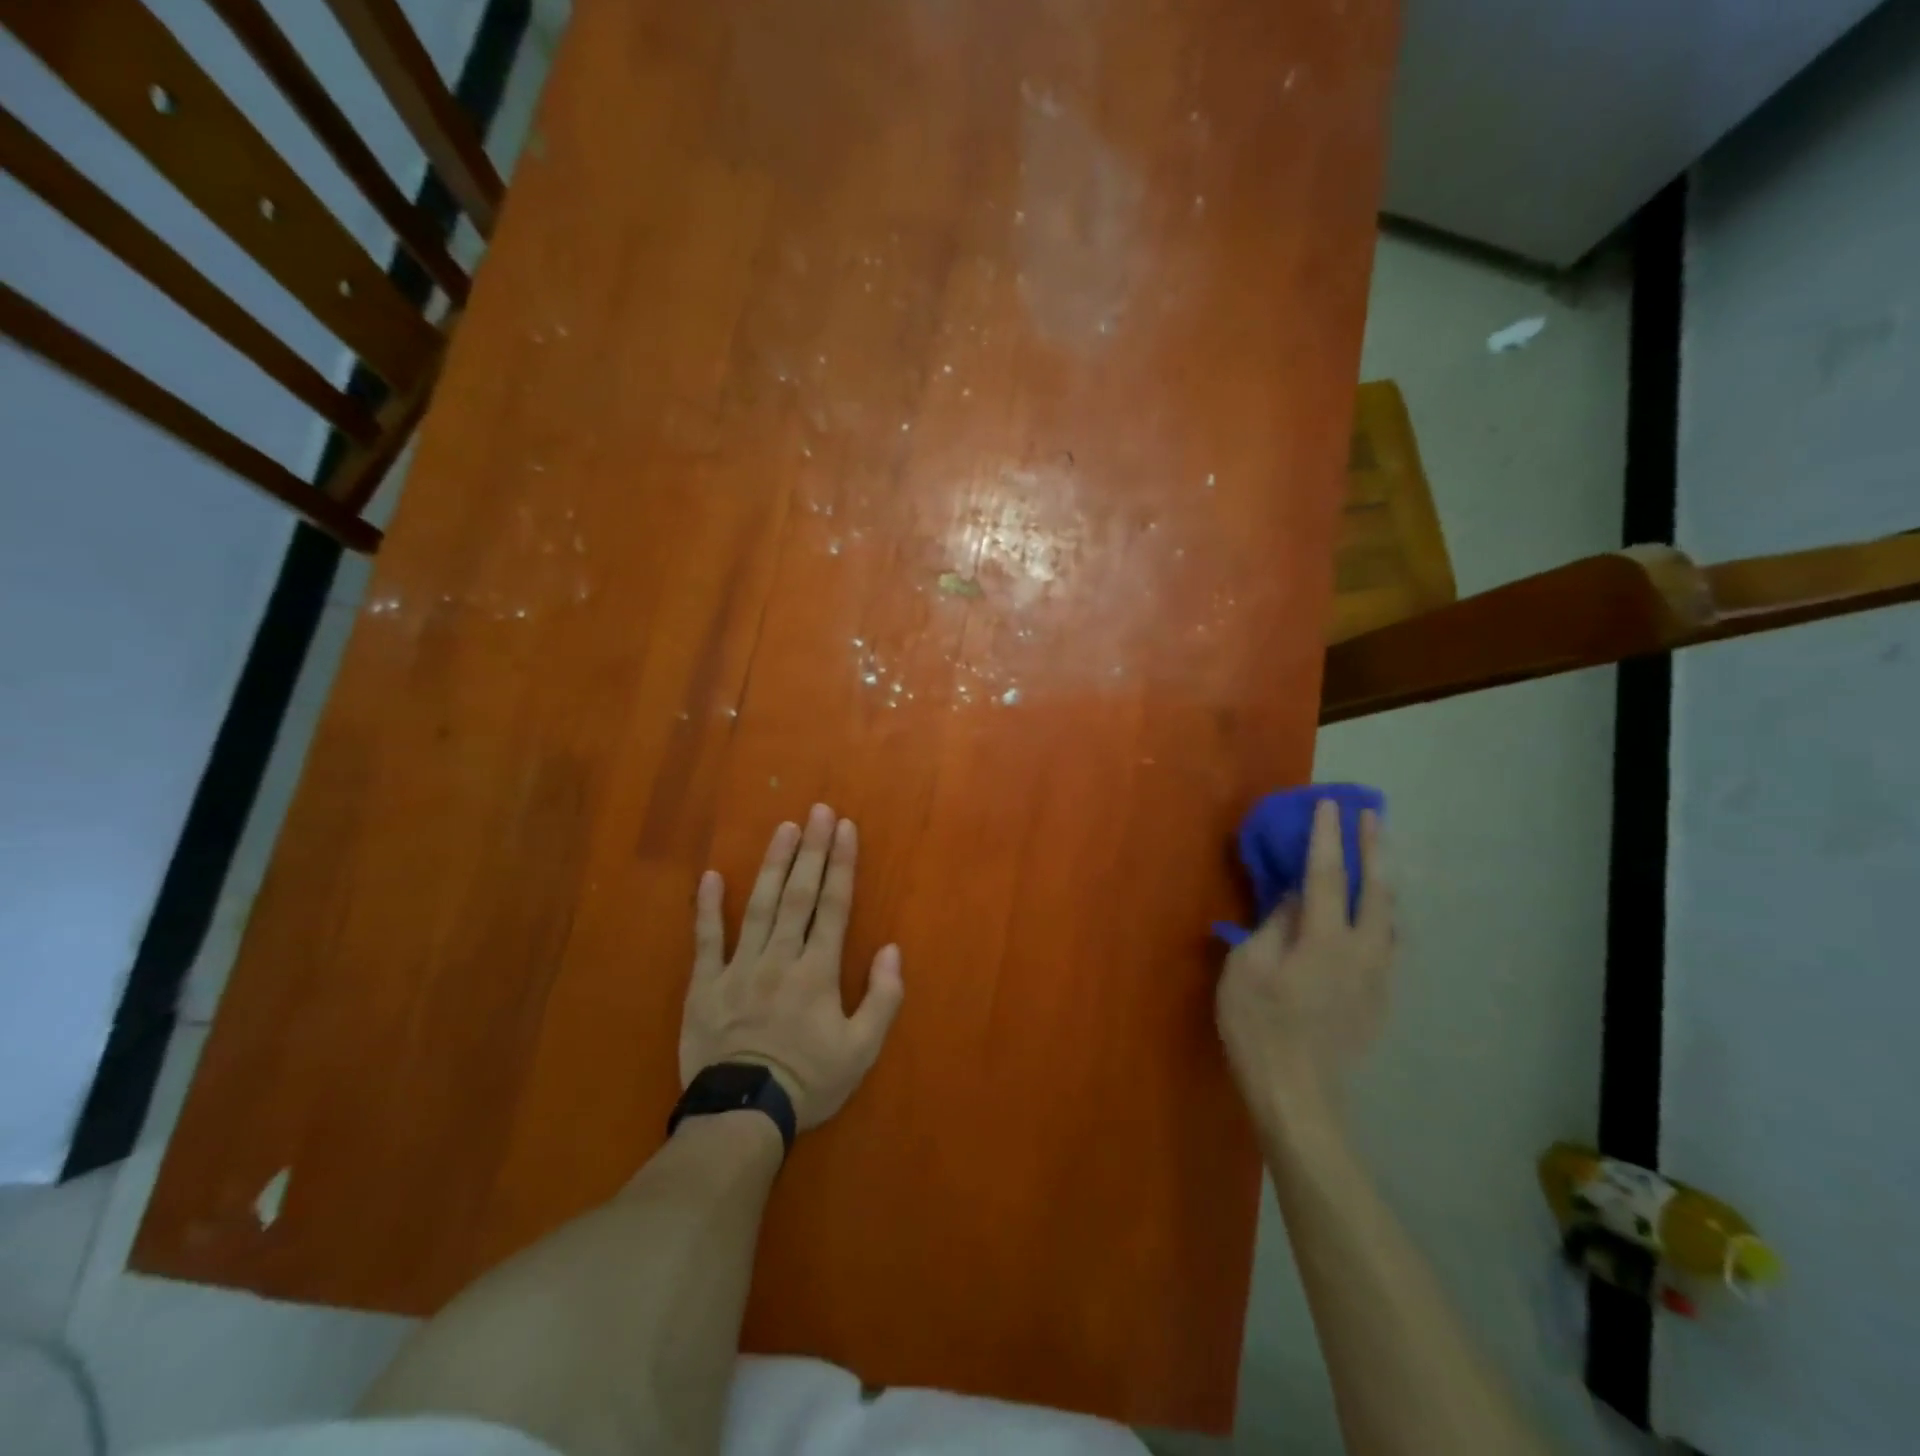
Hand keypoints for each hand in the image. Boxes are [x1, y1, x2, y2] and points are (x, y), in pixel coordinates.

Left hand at [681, 804, 904, 1131]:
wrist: (742, 1115)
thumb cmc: (807, 1082)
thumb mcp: (862, 1051)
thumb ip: (882, 998)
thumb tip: (892, 949)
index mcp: (817, 971)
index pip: (834, 906)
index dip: (842, 864)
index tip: (846, 828)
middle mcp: (780, 958)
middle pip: (799, 895)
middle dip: (812, 850)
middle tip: (819, 811)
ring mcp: (739, 968)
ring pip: (758, 906)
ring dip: (772, 864)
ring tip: (784, 829)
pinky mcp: (705, 985)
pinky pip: (706, 940)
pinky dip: (707, 908)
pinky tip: (710, 876)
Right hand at [1217, 800, 1393, 1125]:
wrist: (1299, 1096)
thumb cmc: (1259, 1028)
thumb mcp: (1247, 969)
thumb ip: (1273, 927)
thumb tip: (1294, 899)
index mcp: (1324, 941)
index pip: (1328, 876)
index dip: (1328, 837)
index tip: (1329, 804)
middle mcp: (1362, 953)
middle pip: (1377, 890)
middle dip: (1374, 848)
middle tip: (1371, 815)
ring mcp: (1377, 978)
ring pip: (1391, 917)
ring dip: (1385, 879)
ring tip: (1379, 855)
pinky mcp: (1380, 1000)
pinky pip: (1388, 943)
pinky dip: (1383, 914)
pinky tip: (1375, 914)